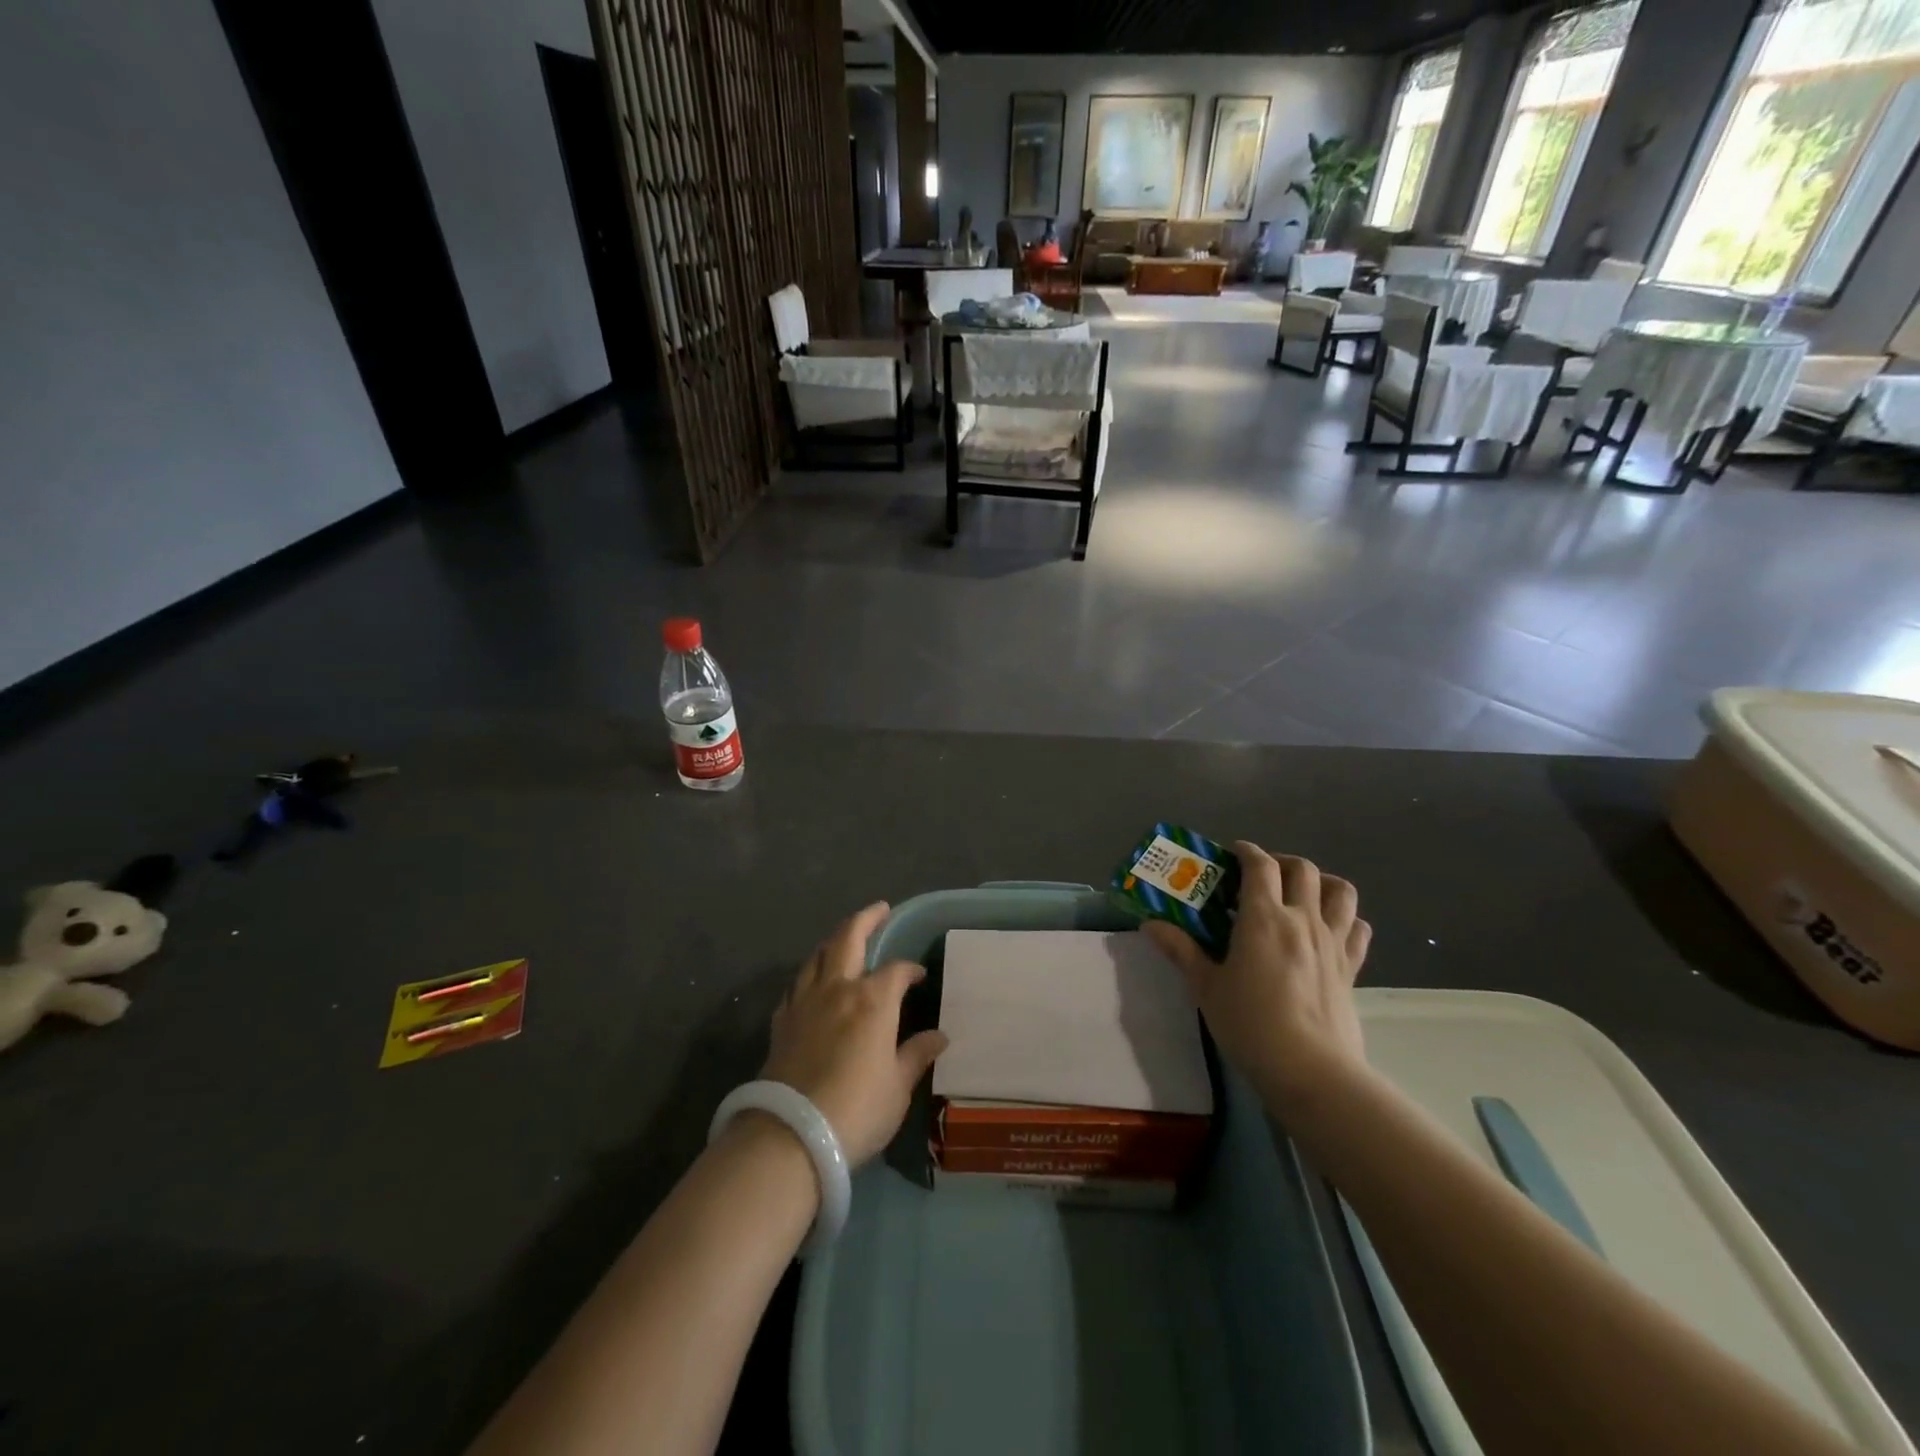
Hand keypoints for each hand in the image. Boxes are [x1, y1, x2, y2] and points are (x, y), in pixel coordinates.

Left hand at [761, 903, 948, 1166]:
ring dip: (834, 941)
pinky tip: (812, 983)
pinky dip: (810, 974)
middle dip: (866, 919)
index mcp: (872, 999)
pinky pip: (796, 985)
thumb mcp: (898, 1087)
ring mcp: (804, 1002)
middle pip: (848, 938)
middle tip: (879, 909)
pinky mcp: (781, 1021)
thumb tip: (939, 1036)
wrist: (791, 1134)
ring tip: (844, 938)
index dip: (910, 969)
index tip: (919, 976)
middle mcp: (837, 989)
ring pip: (817, 956)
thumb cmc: (857, 1109)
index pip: (896, 970)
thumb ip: (916, 1055)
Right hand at [1144, 842, 1370, 1110]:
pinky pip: (1358, 928)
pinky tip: (1329, 930)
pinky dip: (1346, 918)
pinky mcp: (1351, 967)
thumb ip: (1181, 950)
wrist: (1311, 1070)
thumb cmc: (1251, 1024)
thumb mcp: (1207, 987)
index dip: (1246, 851)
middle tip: (1260, 876)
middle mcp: (1302, 919)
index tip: (1232, 854)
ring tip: (1300, 894)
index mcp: (1264, 918)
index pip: (1260, 865)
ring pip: (1339, 891)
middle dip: (1280, 862)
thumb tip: (1149, 925)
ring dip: (1320, 882)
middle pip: (1301, 868)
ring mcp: (1332, 942)